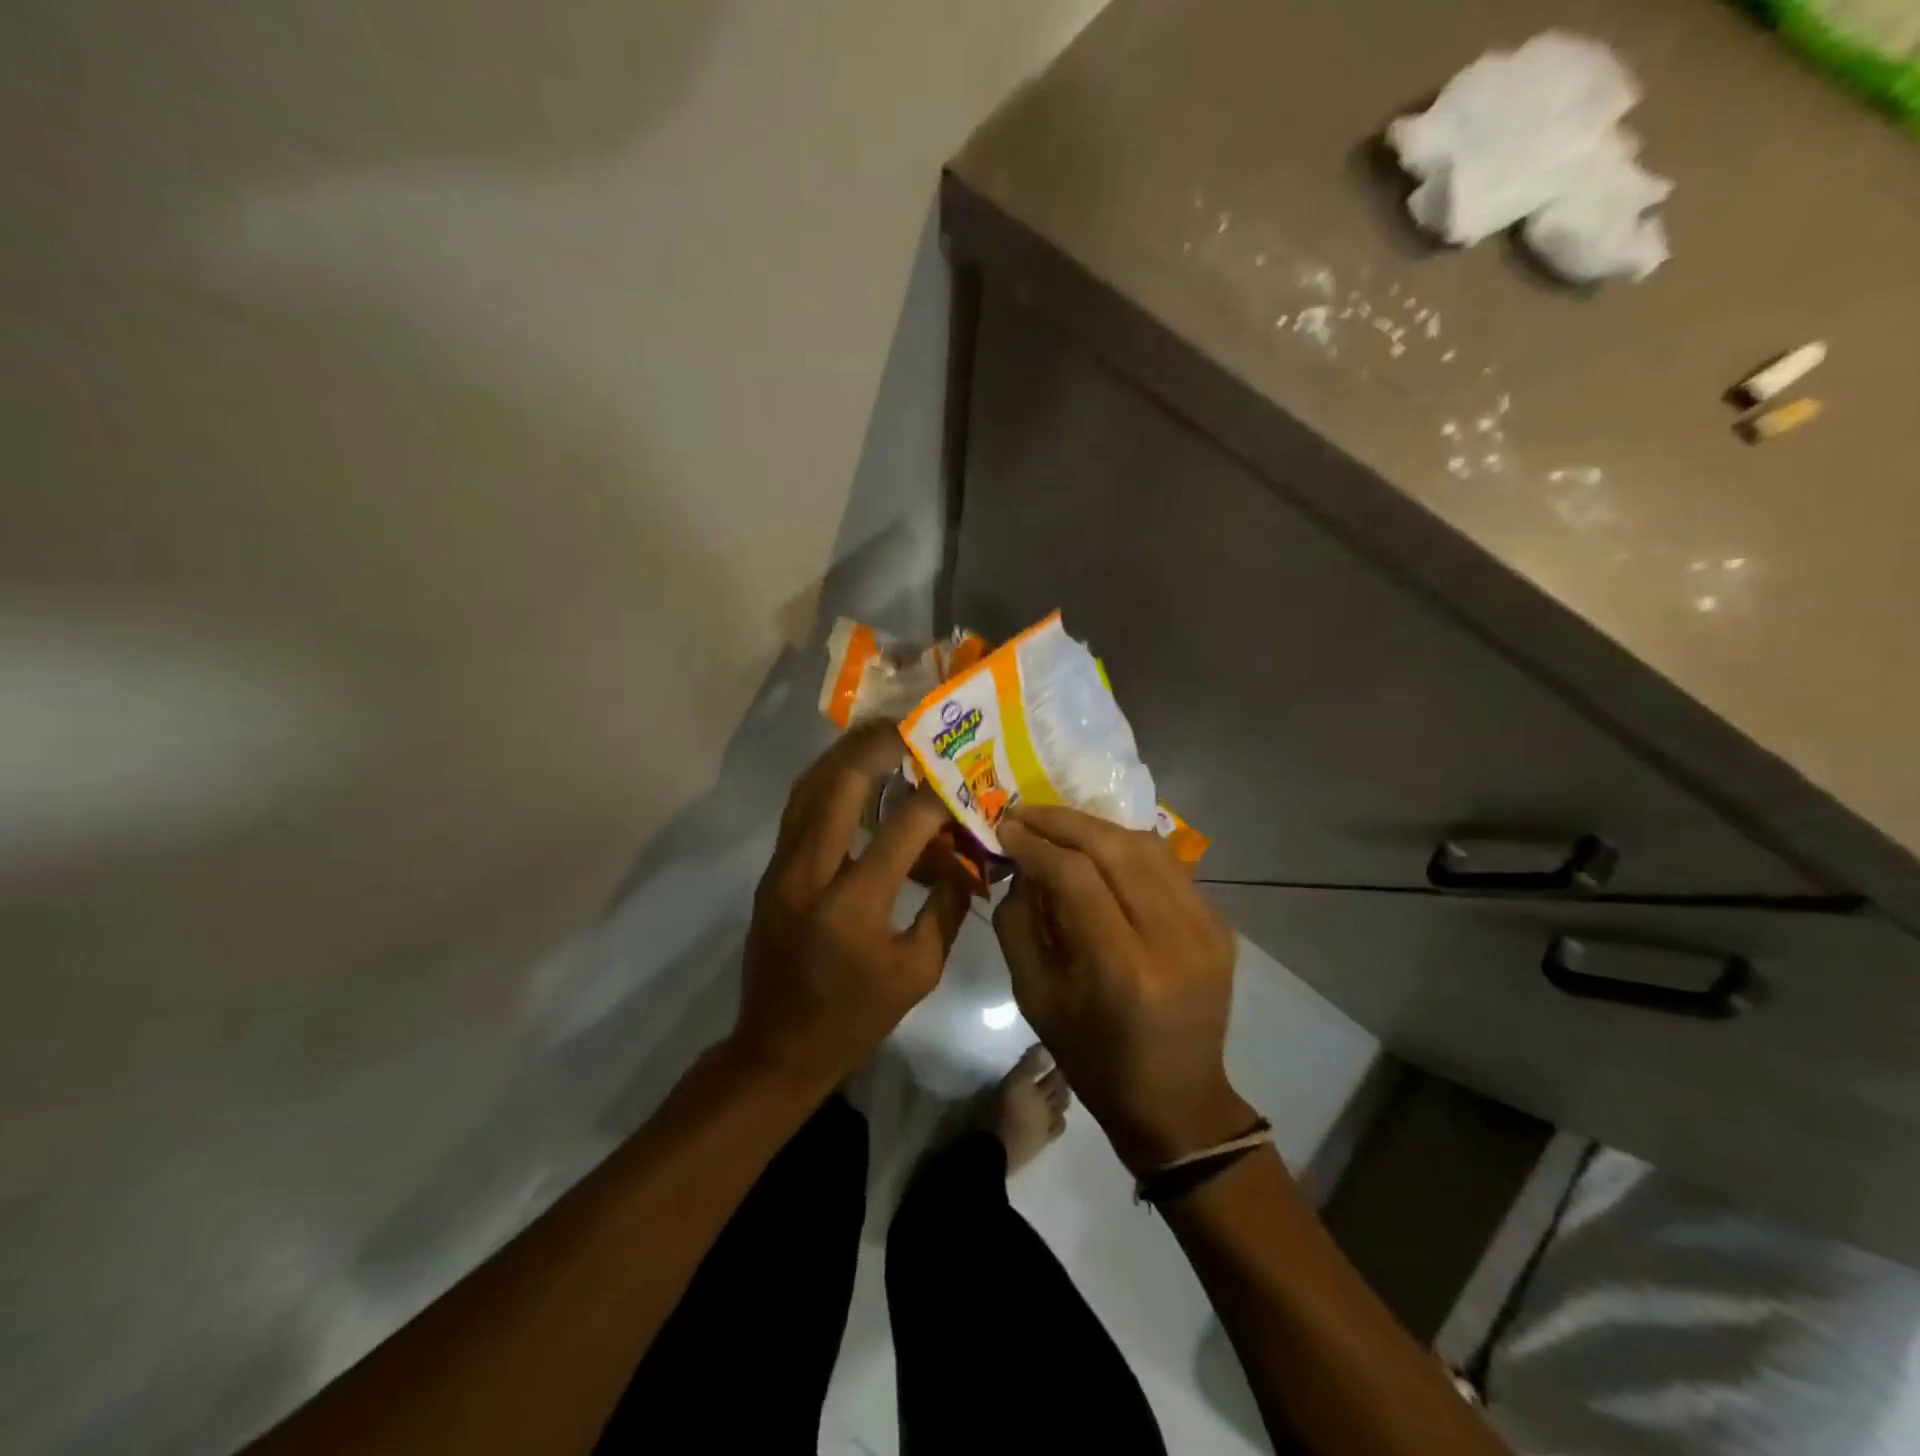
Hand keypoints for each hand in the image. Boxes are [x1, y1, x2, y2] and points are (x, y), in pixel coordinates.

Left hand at [731, 720, 972, 1091]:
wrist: (777, 1047)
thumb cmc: (857, 1018)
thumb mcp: (919, 971)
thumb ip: (946, 907)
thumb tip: (966, 856)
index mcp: (854, 906)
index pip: (902, 829)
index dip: (936, 798)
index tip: (959, 778)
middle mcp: (810, 875)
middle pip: (841, 787)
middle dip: (878, 748)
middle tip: (910, 727)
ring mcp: (782, 869)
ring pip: (809, 789)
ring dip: (845, 755)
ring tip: (880, 734)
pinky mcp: (771, 871)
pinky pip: (798, 810)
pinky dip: (826, 781)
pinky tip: (851, 771)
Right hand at [994, 805, 1253, 1173]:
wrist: (1176, 1100)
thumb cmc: (1092, 1058)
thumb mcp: (1034, 998)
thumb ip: (1018, 923)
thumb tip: (1020, 865)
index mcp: (1123, 970)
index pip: (1076, 877)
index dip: (1036, 845)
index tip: (1005, 828)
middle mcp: (1173, 940)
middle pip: (1116, 848)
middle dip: (1063, 821)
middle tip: (1025, 813)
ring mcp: (1206, 929)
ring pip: (1147, 846)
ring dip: (1096, 827)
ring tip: (1058, 826)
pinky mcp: (1221, 926)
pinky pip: (1169, 866)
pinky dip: (1128, 848)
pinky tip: (1100, 850)